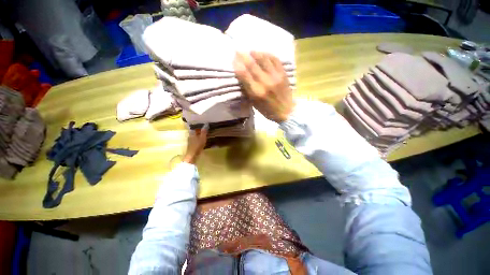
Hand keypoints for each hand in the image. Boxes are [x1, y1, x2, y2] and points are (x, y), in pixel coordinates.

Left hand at [182, 125, 207, 163]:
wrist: (192, 155)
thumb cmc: (197, 145)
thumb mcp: (202, 138)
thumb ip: (204, 131)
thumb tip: (206, 124)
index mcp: (192, 133)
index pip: (195, 127)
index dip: (199, 126)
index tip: (204, 125)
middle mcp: (190, 135)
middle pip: (195, 131)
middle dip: (200, 130)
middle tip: (206, 130)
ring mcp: (190, 140)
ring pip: (195, 136)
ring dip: (199, 135)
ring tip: (205, 135)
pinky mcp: (191, 145)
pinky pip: (196, 140)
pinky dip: (199, 139)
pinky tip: (202, 140)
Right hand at [233, 51, 294, 122]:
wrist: (287, 111)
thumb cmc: (268, 110)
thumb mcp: (255, 104)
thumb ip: (248, 90)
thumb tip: (242, 77)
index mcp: (256, 92)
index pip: (244, 75)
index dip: (237, 65)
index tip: (233, 59)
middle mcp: (265, 82)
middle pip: (252, 65)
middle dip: (243, 56)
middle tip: (238, 50)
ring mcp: (275, 76)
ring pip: (263, 59)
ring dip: (255, 53)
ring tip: (251, 51)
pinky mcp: (283, 73)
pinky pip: (275, 59)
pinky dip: (268, 55)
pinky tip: (263, 53)